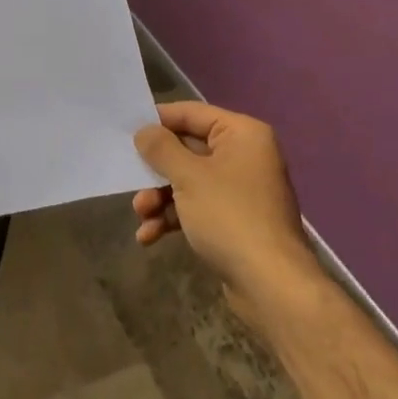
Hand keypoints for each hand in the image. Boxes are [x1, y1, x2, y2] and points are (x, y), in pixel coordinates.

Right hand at [132, 102, 313, 292]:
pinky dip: (173, 217)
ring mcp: (241, 190)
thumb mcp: (188, 176)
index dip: (158, 121)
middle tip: (129, 178)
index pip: (191, 113)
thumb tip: (143, 131)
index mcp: (242, 134)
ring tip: (141, 215)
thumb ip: (161, 148)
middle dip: (156, 170)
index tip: (126, 131)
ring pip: (188, 181)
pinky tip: (150, 236)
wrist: (271, 285)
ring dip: (160, 197)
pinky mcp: (235, 220)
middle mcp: (245, 156)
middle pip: (187, 149)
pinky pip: (197, 207)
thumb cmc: (229, 217)